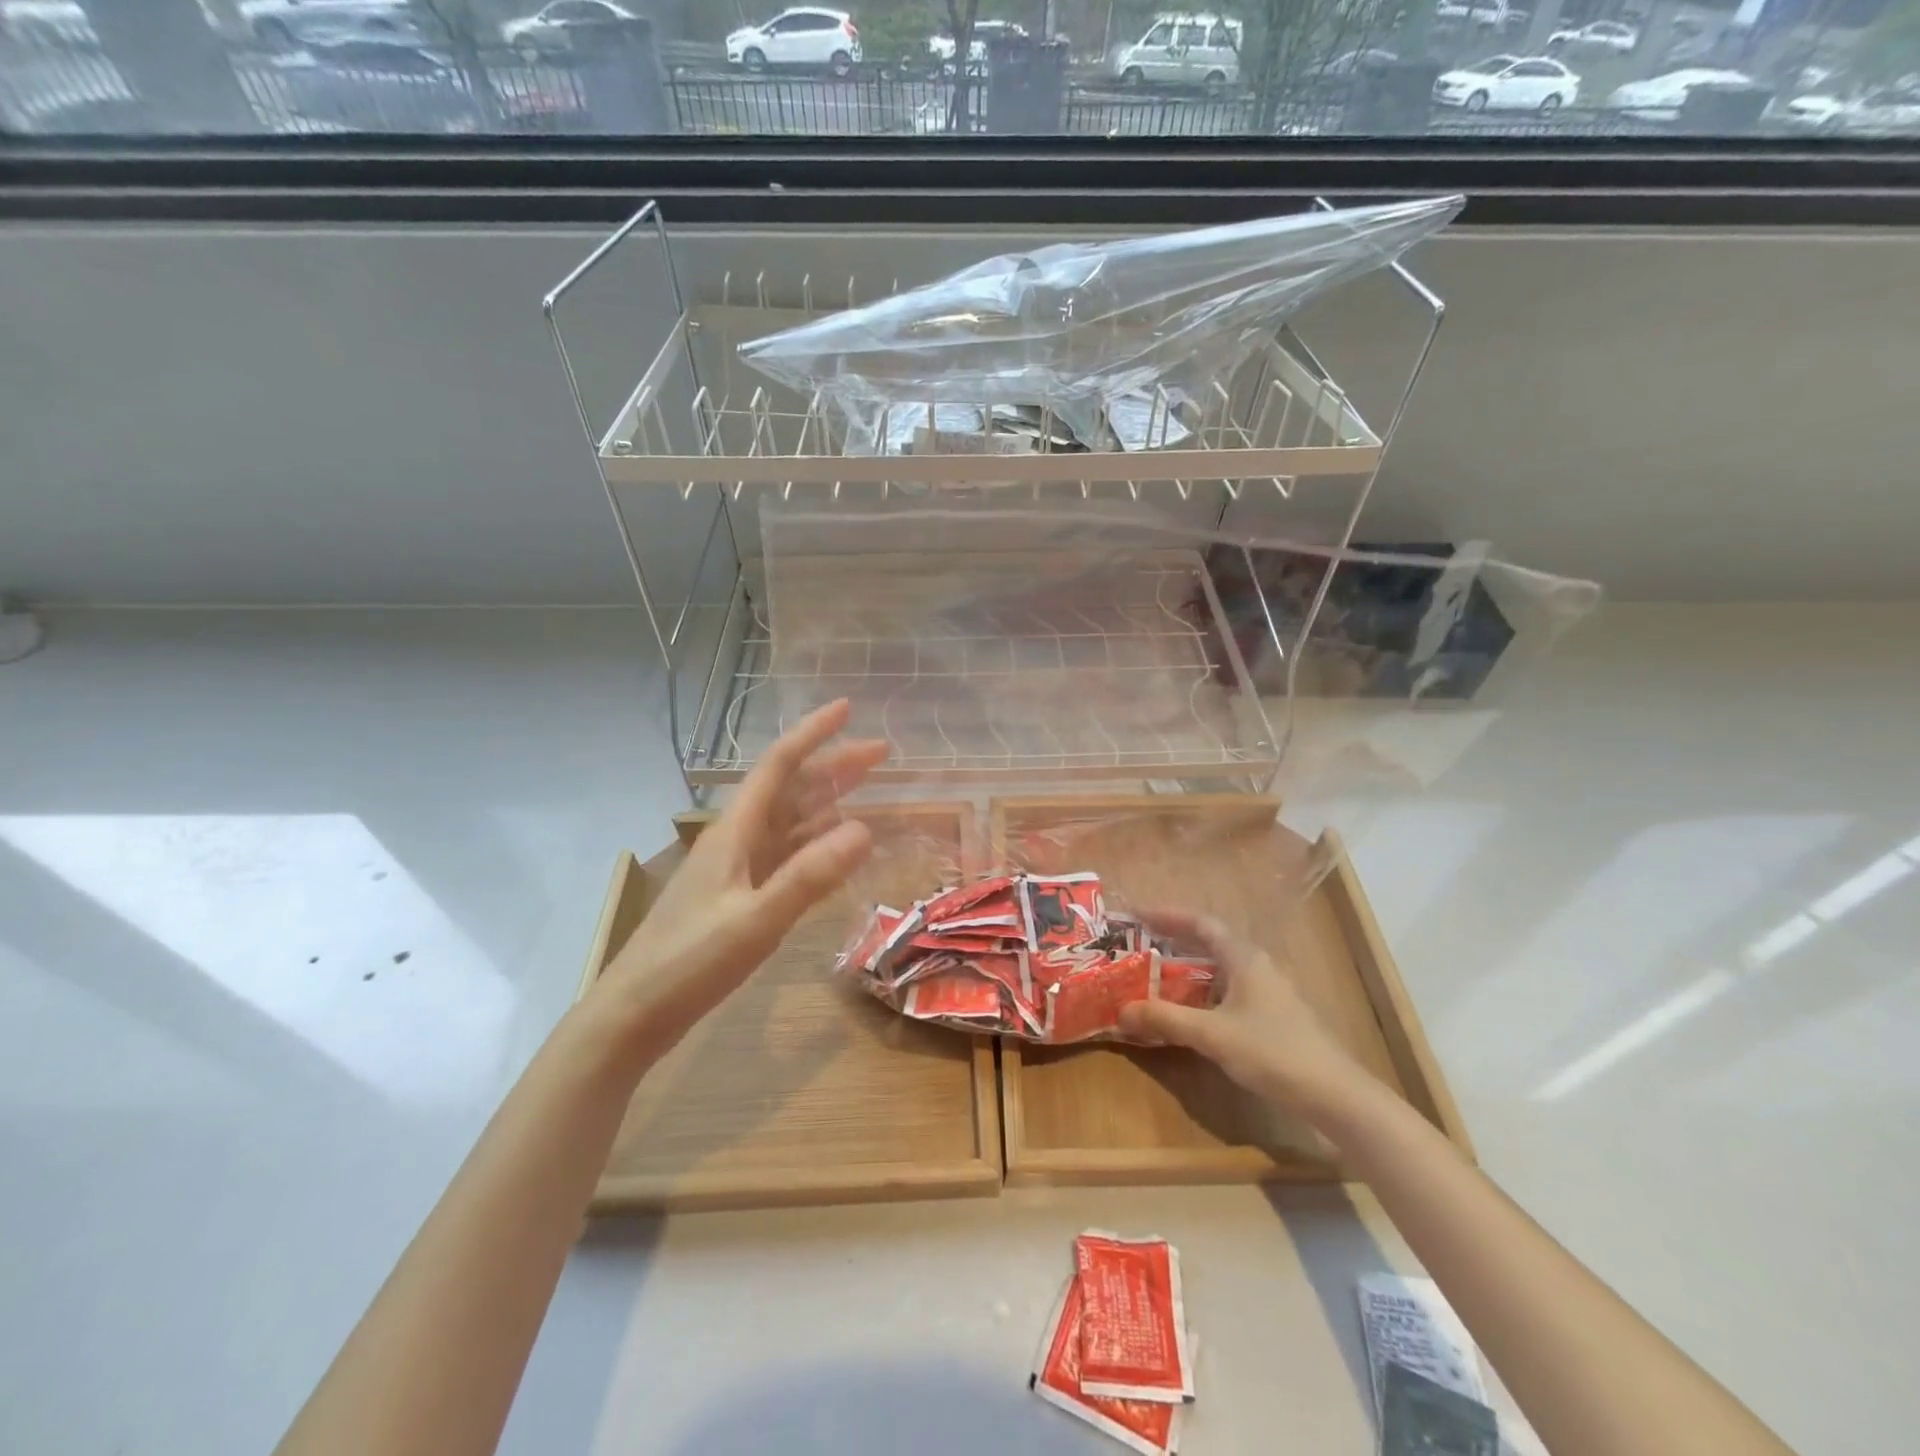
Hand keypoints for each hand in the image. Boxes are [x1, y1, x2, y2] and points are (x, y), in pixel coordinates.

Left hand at [592, 700, 887, 1056]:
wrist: (633, 1015)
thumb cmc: (689, 963)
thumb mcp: (755, 920)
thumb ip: (809, 876)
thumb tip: (864, 829)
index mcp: (734, 832)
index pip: (779, 765)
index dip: (814, 733)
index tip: (849, 709)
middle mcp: (736, 840)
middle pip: (790, 789)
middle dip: (833, 765)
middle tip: (881, 755)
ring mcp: (737, 869)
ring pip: (789, 820)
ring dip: (826, 800)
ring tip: (865, 789)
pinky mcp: (738, 896)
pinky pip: (785, 855)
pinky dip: (814, 842)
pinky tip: (834, 846)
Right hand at [1118, 910, 1369, 1117]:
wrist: (1335, 1095)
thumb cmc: (1273, 1051)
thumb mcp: (1212, 1035)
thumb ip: (1166, 1019)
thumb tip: (1121, 1010)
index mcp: (1245, 958)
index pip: (1201, 923)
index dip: (1167, 915)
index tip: (1136, 916)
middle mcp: (1258, 966)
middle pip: (1210, 943)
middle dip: (1173, 941)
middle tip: (1140, 946)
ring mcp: (1270, 992)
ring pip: (1221, 969)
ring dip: (1188, 969)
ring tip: (1156, 977)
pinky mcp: (1275, 1017)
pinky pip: (1230, 991)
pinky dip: (1204, 993)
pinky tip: (1191, 1013)